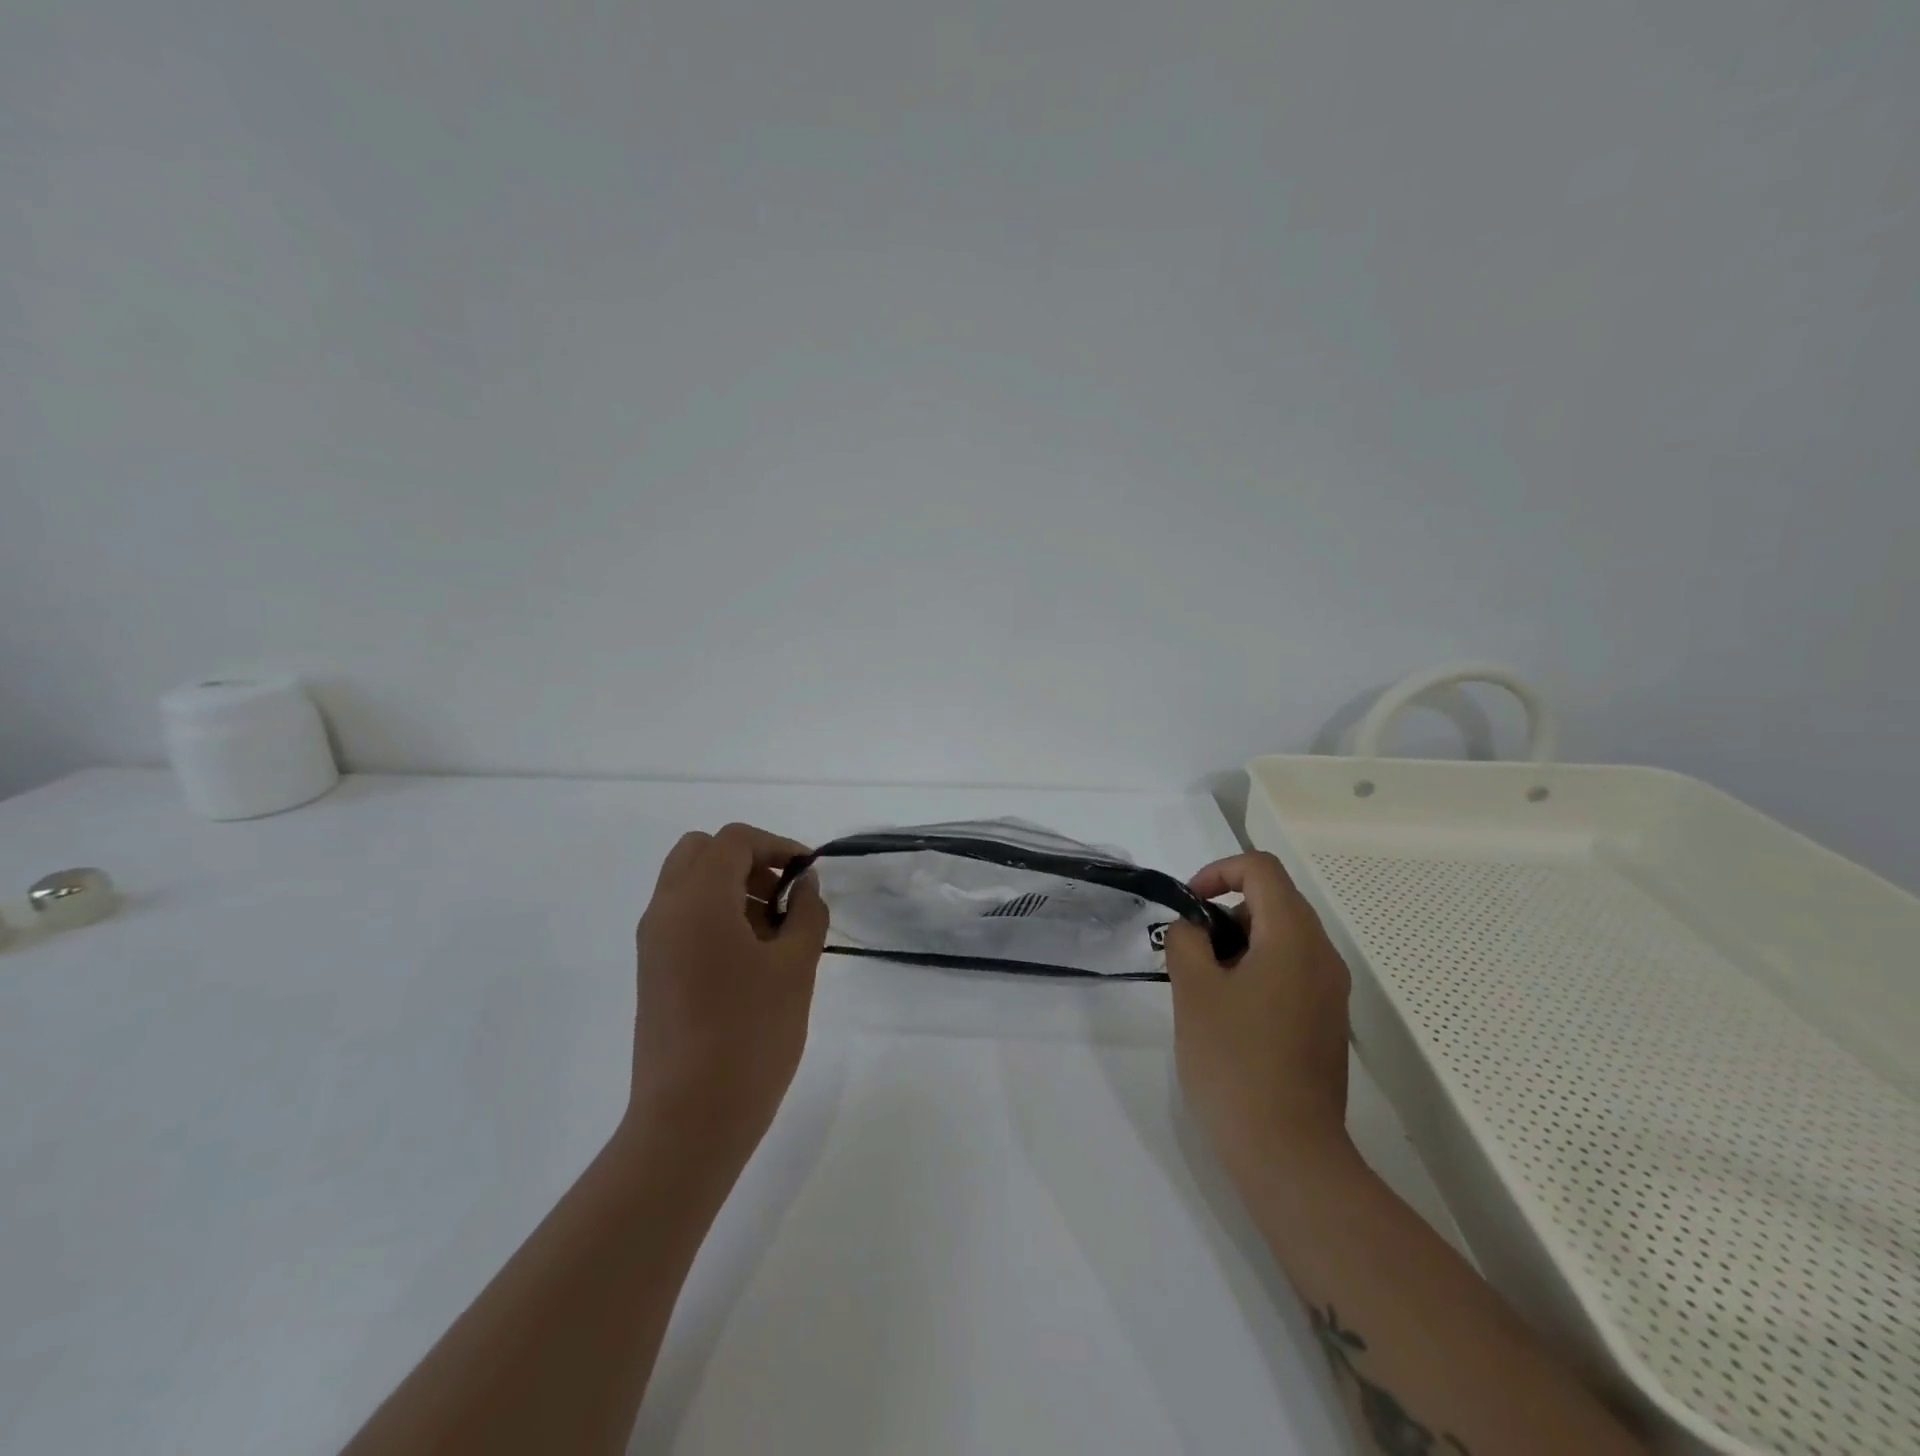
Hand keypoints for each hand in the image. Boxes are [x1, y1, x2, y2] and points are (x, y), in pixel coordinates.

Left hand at [624, 823, 829, 1172]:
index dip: (777, 845)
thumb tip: (806, 884)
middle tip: (784, 894)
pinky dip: (715, 913)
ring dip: (731, 886)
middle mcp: (665, 910)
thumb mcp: (795, 967)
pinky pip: (682, 917)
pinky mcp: (652, 971)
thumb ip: (806, 913)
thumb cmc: (750, 1036)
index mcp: (697, 900)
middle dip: (747, 860)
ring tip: (775, 931)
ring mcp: (653, 943)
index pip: (733, 840)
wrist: (690, 1120)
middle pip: (701, 852)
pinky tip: (751, 957)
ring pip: (689, 884)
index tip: (809, 873)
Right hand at [1163, 851, 1352, 1176]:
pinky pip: (1292, 971)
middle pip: (1275, 900)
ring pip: (1283, 937)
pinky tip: (1231, 1015)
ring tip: (1206, 985)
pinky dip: (1258, 970)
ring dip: (1240, 942)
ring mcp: (1330, 992)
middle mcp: (1322, 956)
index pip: (1261, 869)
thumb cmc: (1234, 1061)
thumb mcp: (1193, 990)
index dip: (1218, 872)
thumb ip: (1185, 940)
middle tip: (1192, 950)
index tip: (1188, 905)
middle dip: (1226, 911)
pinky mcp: (1326, 1022)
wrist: (1288, 1153)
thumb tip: (1192, 928)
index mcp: (1293, 938)